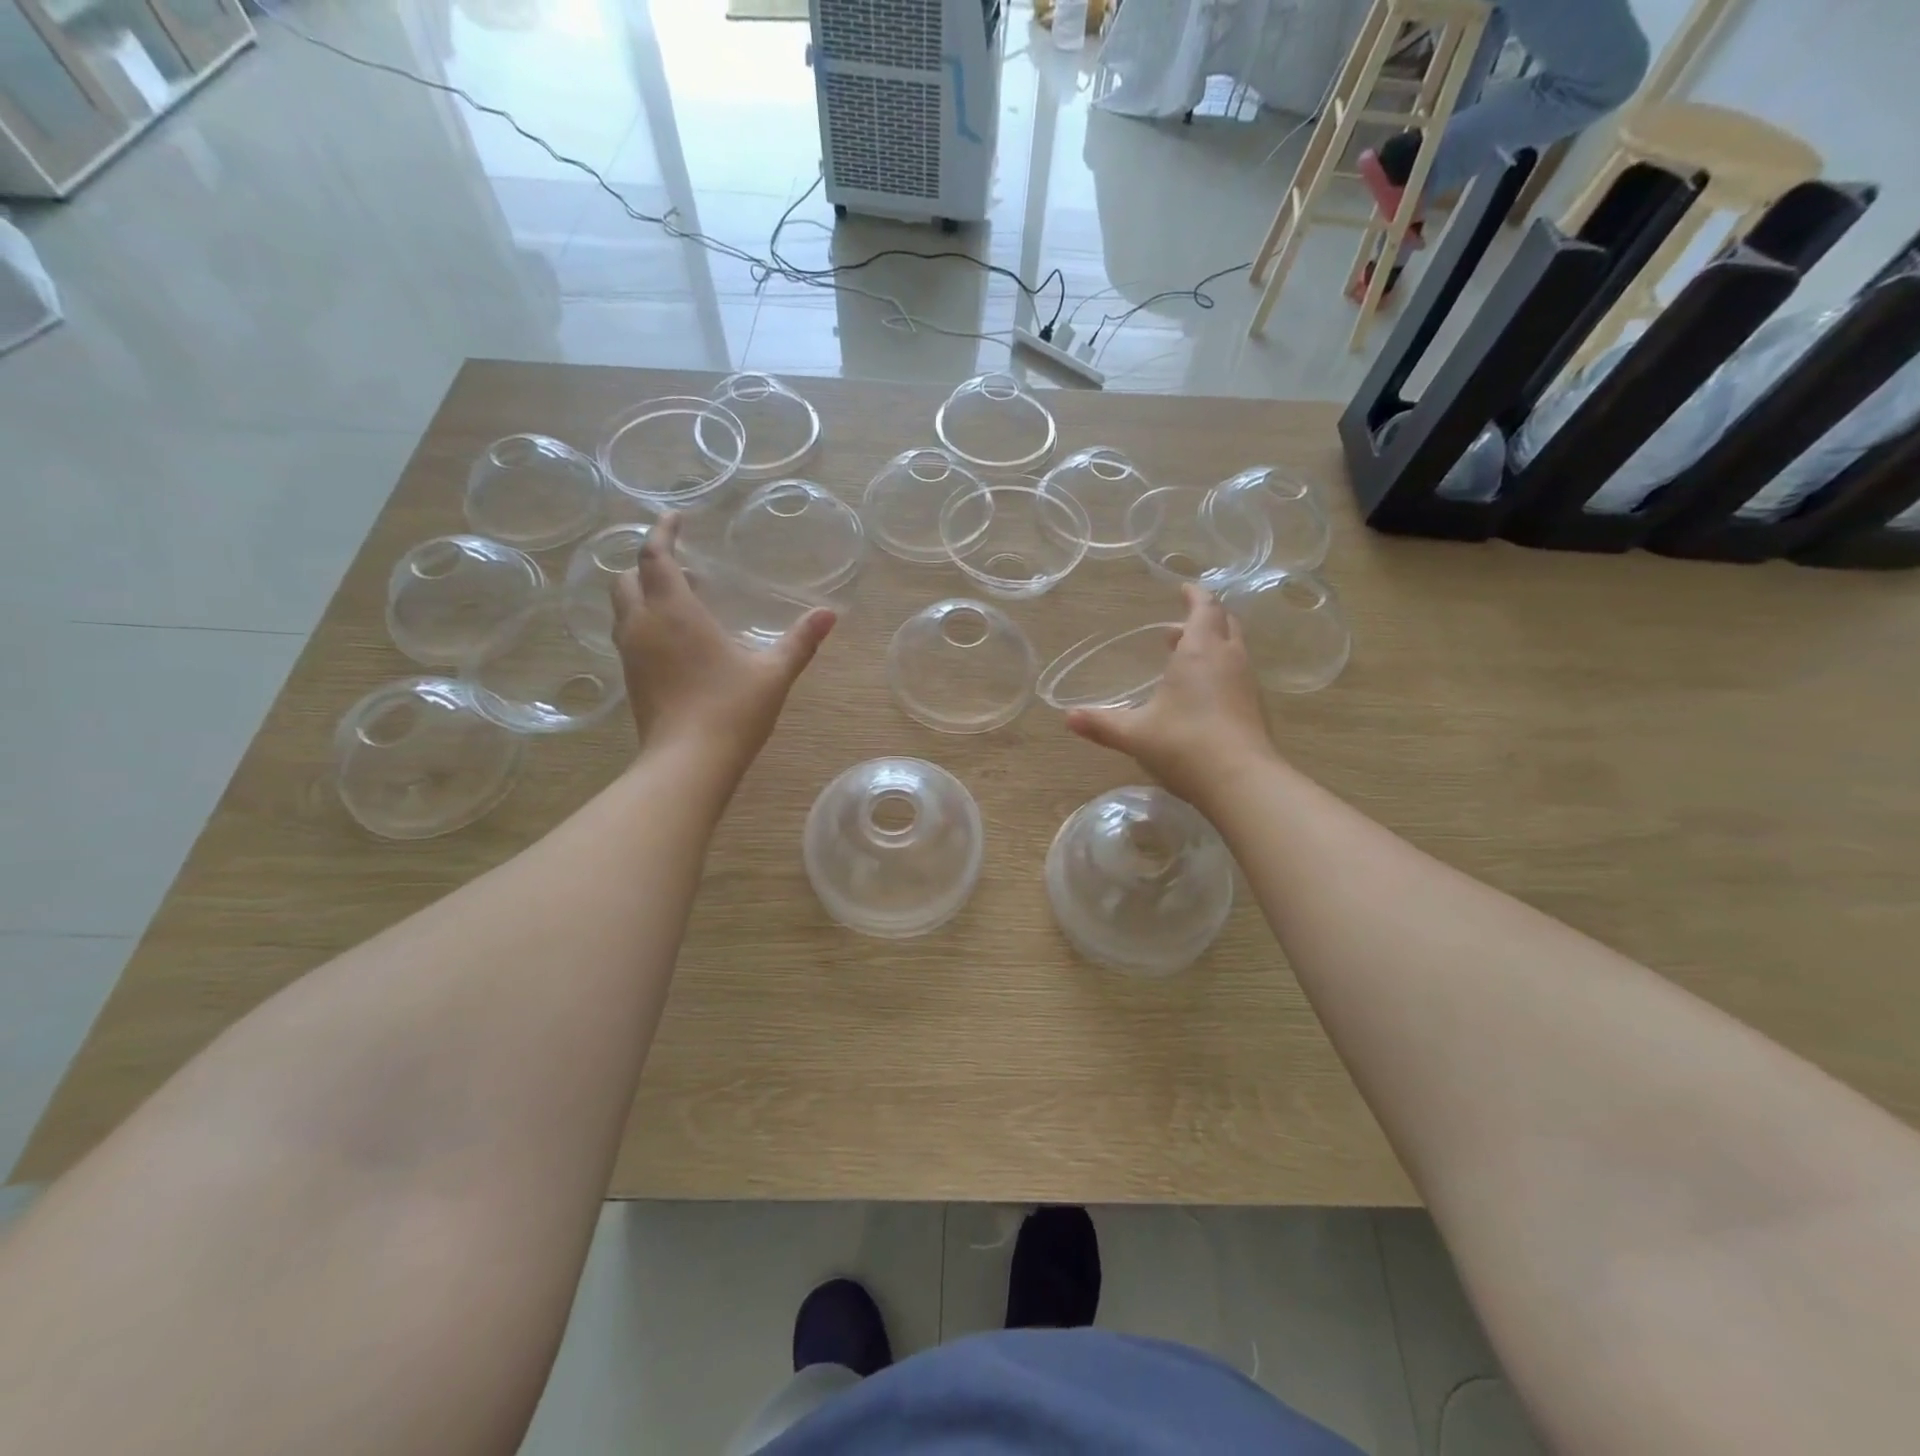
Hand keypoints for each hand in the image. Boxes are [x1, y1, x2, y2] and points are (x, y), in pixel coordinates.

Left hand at [611, 514, 835, 771]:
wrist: (687, 764)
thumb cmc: (731, 710)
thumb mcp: (773, 673)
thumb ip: (800, 641)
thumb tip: (829, 614)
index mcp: (674, 611)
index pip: (655, 555)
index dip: (663, 531)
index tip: (676, 517)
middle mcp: (643, 624)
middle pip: (628, 577)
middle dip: (651, 563)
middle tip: (686, 567)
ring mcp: (631, 654)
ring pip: (624, 606)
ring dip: (645, 592)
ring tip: (684, 601)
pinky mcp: (631, 679)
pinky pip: (629, 633)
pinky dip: (645, 620)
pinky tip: (678, 641)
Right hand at [1066, 583, 1275, 807]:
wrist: (1241, 782)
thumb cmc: (1184, 744)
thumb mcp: (1135, 734)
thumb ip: (1102, 723)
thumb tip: (1068, 718)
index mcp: (1200, 651)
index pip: (1204, 608)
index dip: (1195, 595)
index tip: (1183, 589)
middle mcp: (1228, 659)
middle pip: (1224, 623)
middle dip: (1203, 619)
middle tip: (1178, 628)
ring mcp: (1246, 683)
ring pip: (1234, 648)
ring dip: (1212, 645)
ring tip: (1184, 659)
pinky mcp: (1255, 708)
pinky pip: (1238, 674)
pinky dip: (1221, 670)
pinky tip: (1202, 695)